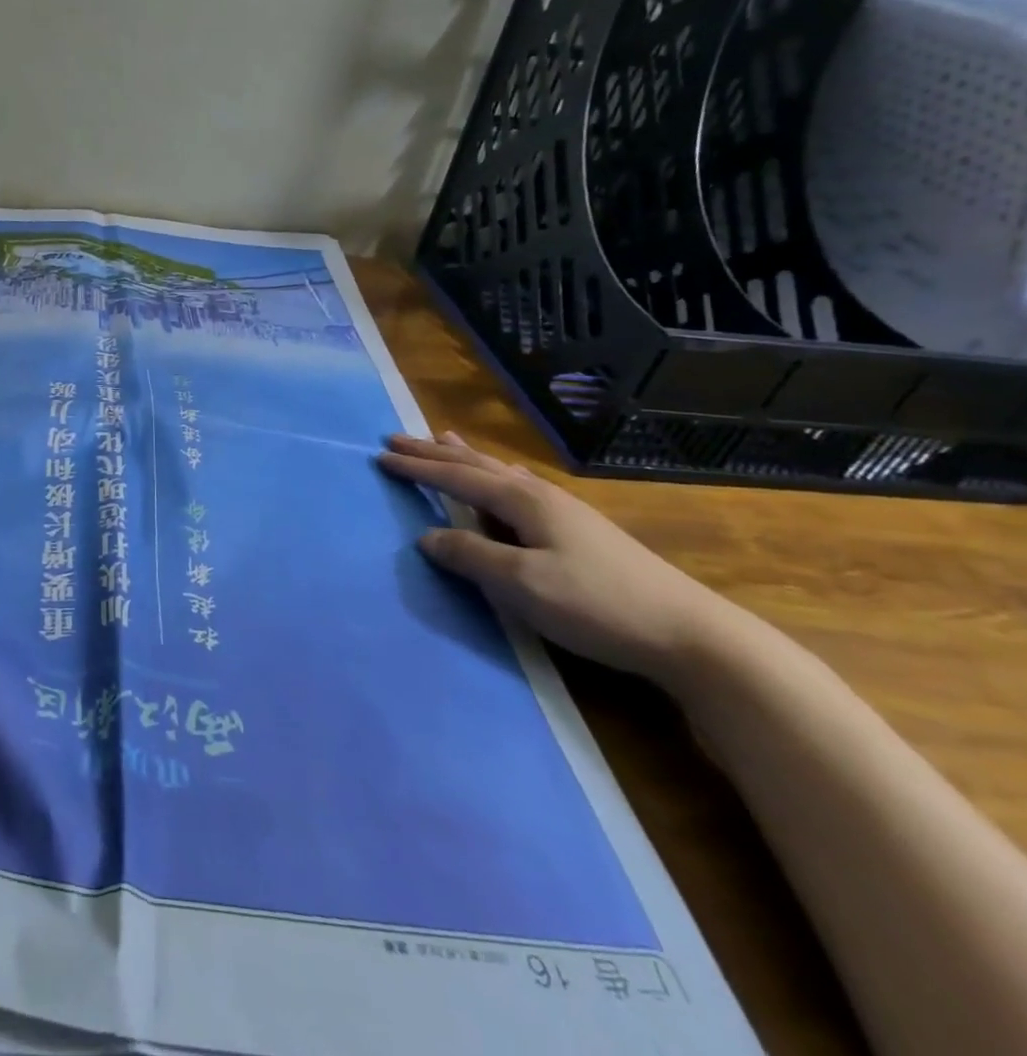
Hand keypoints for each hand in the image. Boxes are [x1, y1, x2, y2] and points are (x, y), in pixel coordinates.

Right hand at [377, 432, 743, 684]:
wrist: (690, 634)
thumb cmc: (596, 604)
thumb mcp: (522, 585)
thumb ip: (470, 555)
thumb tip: (427, 537)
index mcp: (523, 501)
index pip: (457, 477)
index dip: (418, 467)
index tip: (381, 455)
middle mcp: (540, 495)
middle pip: (477, 465)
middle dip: (435, 452)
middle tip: (399, 437)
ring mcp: (565, 511)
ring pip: (500, 472)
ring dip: (466, 457)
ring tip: (445, 439)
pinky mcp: (580, 531)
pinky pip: (520, 487)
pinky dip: (496, 475)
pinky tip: (508, 478)